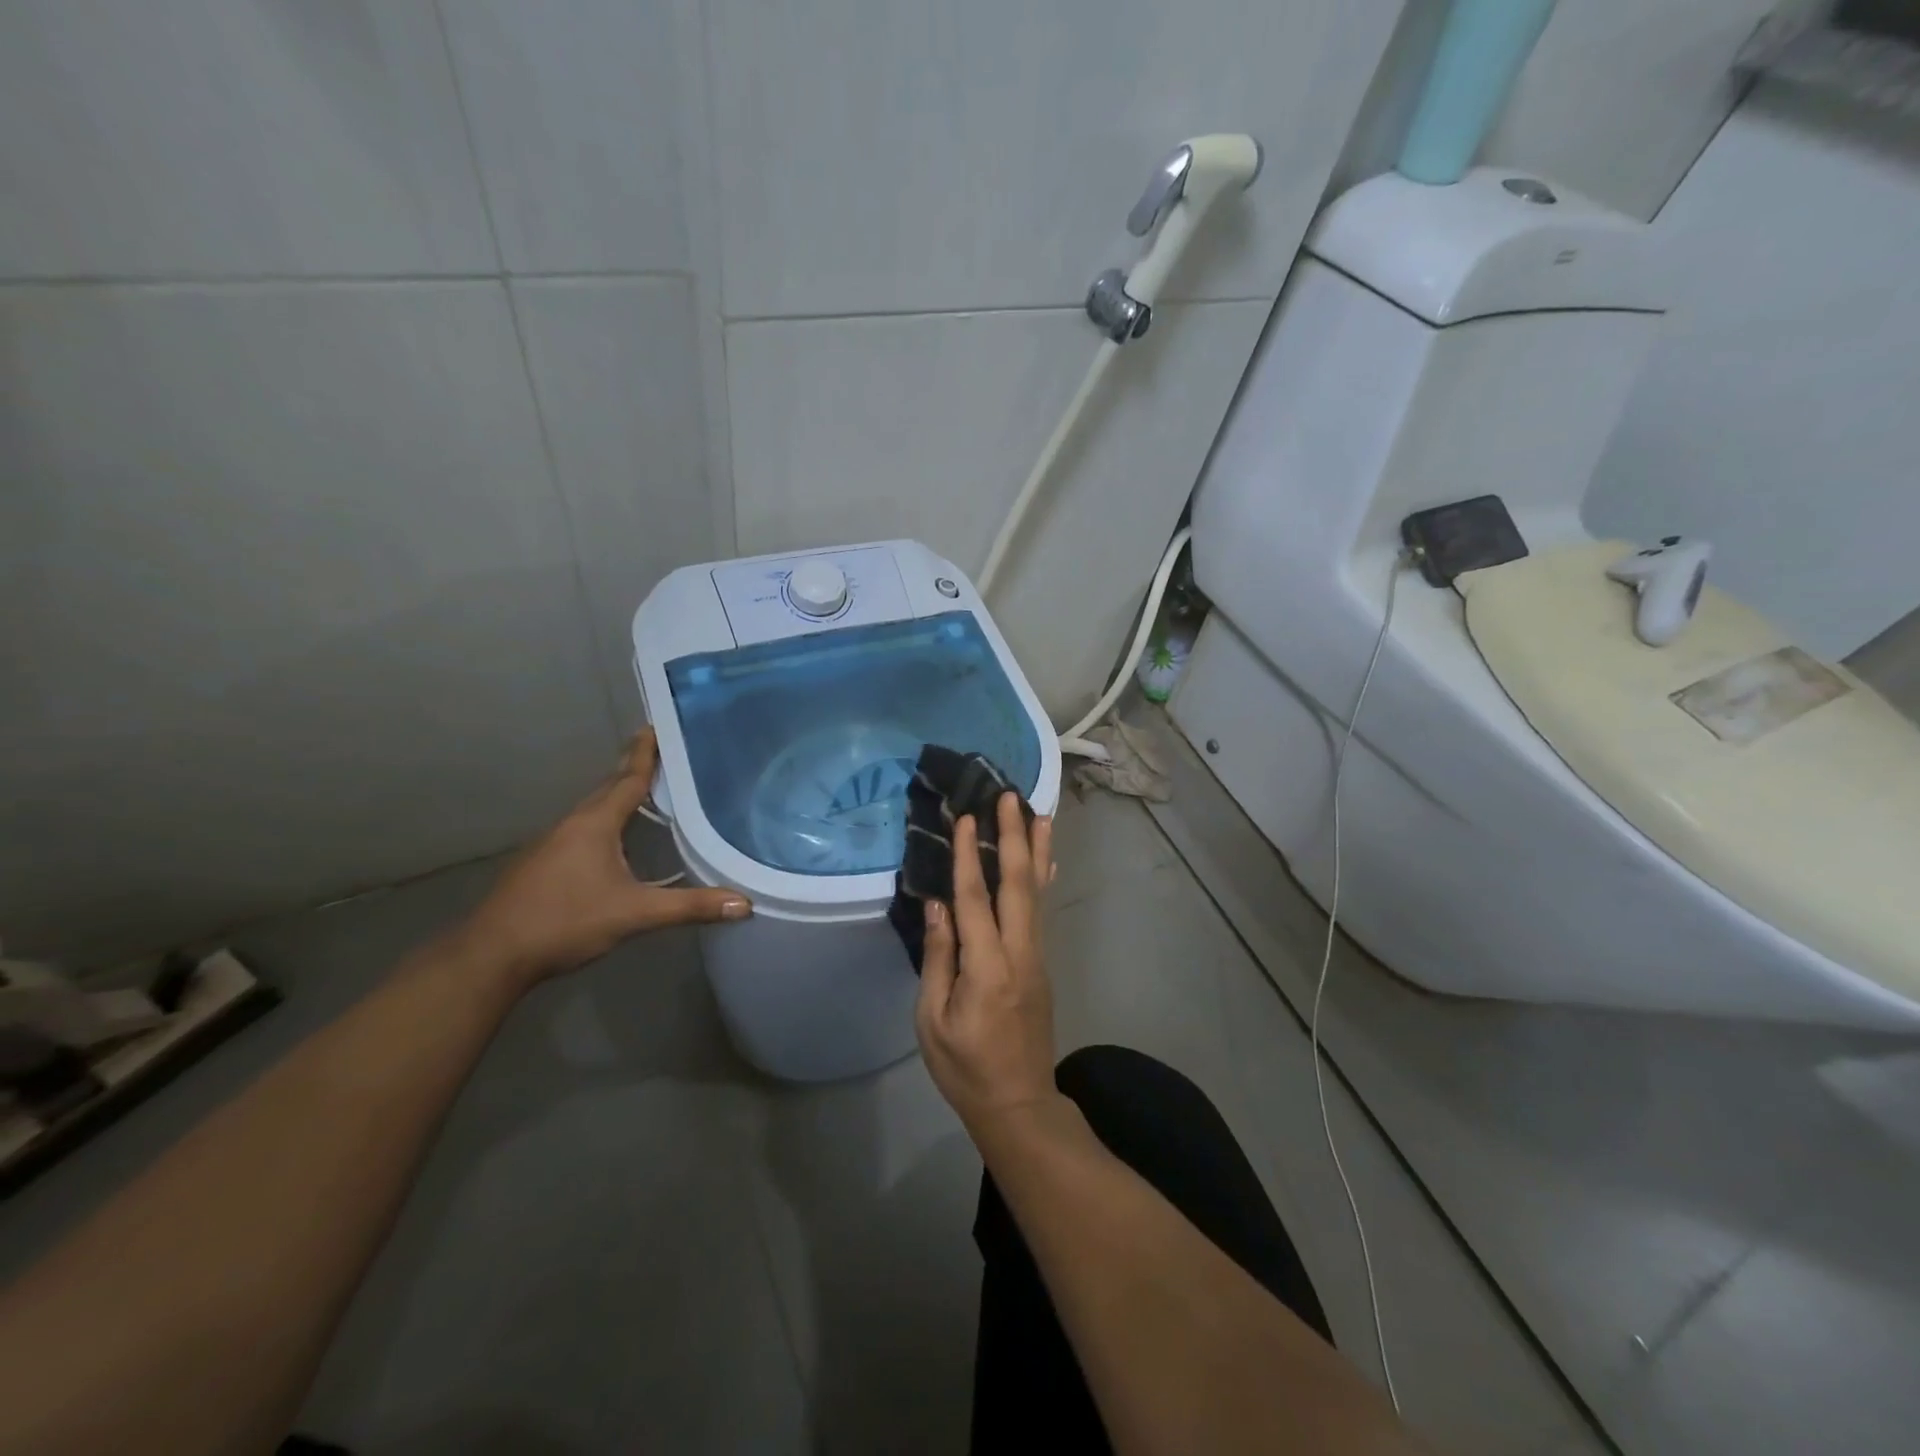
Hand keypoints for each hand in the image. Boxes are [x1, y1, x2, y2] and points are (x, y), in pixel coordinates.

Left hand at [462, 728, 749, 987]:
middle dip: (632, 769)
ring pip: (592, 810)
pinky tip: (612, 840)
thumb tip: (745, 904)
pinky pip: (580, 829)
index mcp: (595, 824)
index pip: (628, 779)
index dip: (644, 754)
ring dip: (616, 796)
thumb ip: (690, 907)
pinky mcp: (541, 865)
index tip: (655, 726)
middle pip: (608, 788)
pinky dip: (602, 821)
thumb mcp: (635, 914)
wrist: (490, 956)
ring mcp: (551, 844)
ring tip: (643, 791)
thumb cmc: (565, 922)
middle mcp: (572, 825)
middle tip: (658, 752)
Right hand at [916, 793, 1057, 1135]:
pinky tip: (1046, 862)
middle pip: (1017, 884)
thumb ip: (938, 958)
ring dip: (1036, 850)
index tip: (966, 817)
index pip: (975, 899)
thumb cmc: (965, 1067)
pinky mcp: (1042, 963)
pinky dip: (1042, 879)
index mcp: (986, 968)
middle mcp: (1019, 952)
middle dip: (1013, 836)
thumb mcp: (933, 1020)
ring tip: (1040, 813)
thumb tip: (938, 905)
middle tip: (1009, 796)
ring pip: (1036, 892)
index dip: (967, 856)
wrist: (1019, 1103)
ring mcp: (1036, 956)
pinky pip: (1041, 911)